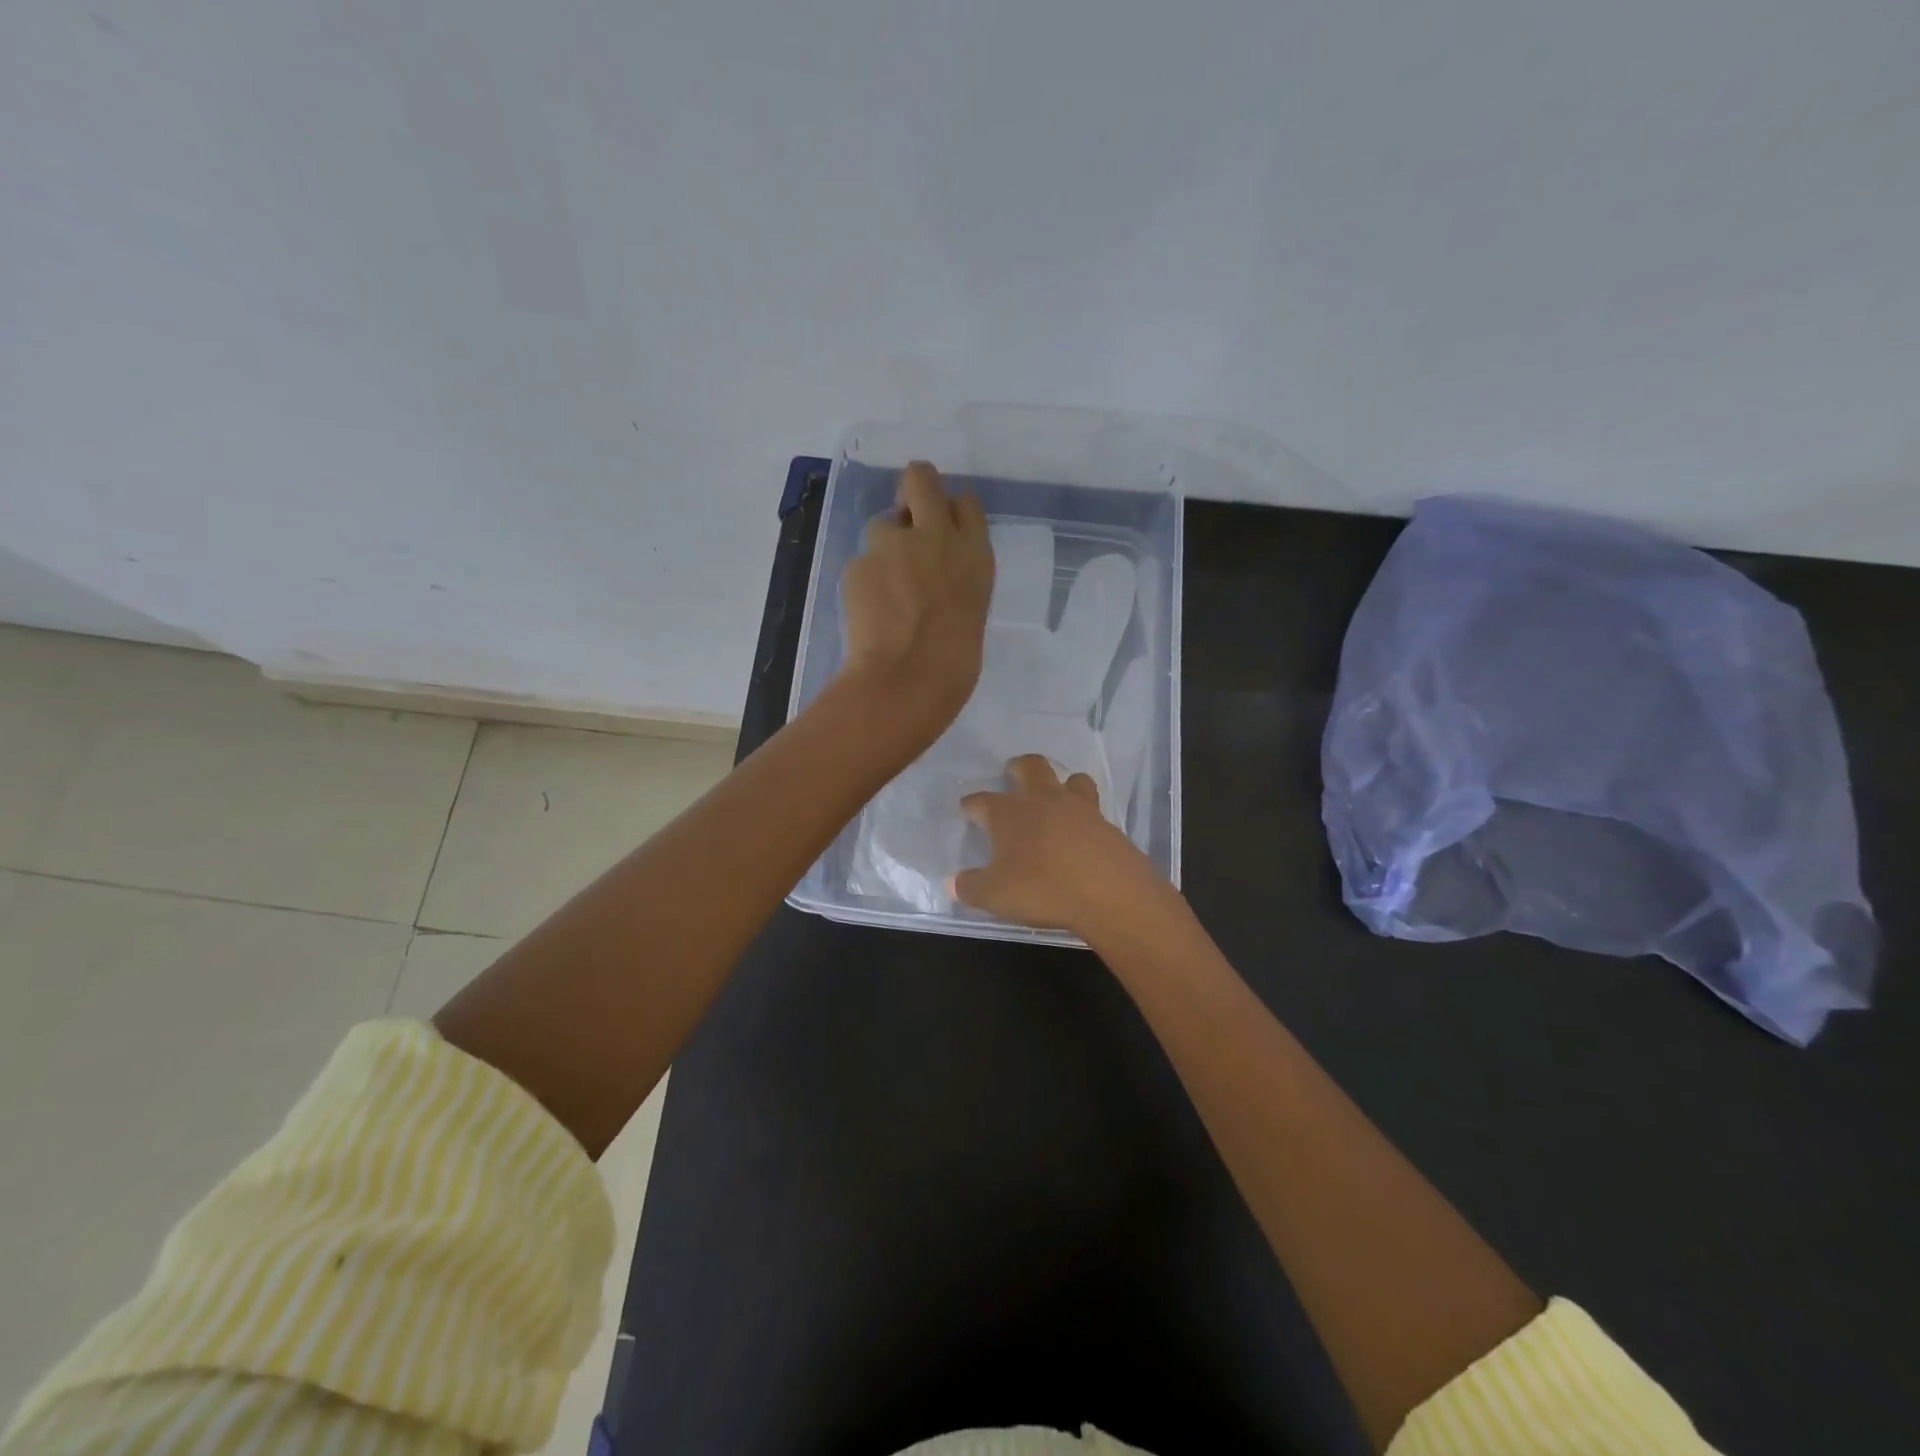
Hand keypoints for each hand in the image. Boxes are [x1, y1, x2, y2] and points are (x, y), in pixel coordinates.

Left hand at [840, 460, 993, 742]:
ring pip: (882, 523)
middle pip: (920, 478)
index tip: (942, 529)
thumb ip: (956, 579)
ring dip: (884, 547)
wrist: (906, 681)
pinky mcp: (860, 563)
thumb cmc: (953, 664)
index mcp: (975, 554)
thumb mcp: (972, 611)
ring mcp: (894, 546)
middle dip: (911, 490)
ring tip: (885, 590)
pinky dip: (865, 582)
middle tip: (906, 518)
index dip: (949, 513)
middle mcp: (936, 537)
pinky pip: (862, 562)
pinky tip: (869, 612)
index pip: (965, 503)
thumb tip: (936, 575)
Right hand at [953, 754, 1165, 935]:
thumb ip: (970, 887)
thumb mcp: (994, 896)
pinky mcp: (1107, 824)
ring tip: (1057, 798)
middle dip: (1018, 767)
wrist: (1109, 892)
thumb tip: (954, 882)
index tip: (967, 810)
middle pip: (1030, 766)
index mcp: (1009, 813)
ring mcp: (1079, 808)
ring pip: (1071, 779)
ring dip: (1062, 784)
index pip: (981, 800)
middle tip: (1012, 774)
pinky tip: (1082, 834)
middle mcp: (1042, 801)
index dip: (971, 804)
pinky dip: (1085, 817)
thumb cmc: (1042, 889)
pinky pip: (1093, 809)